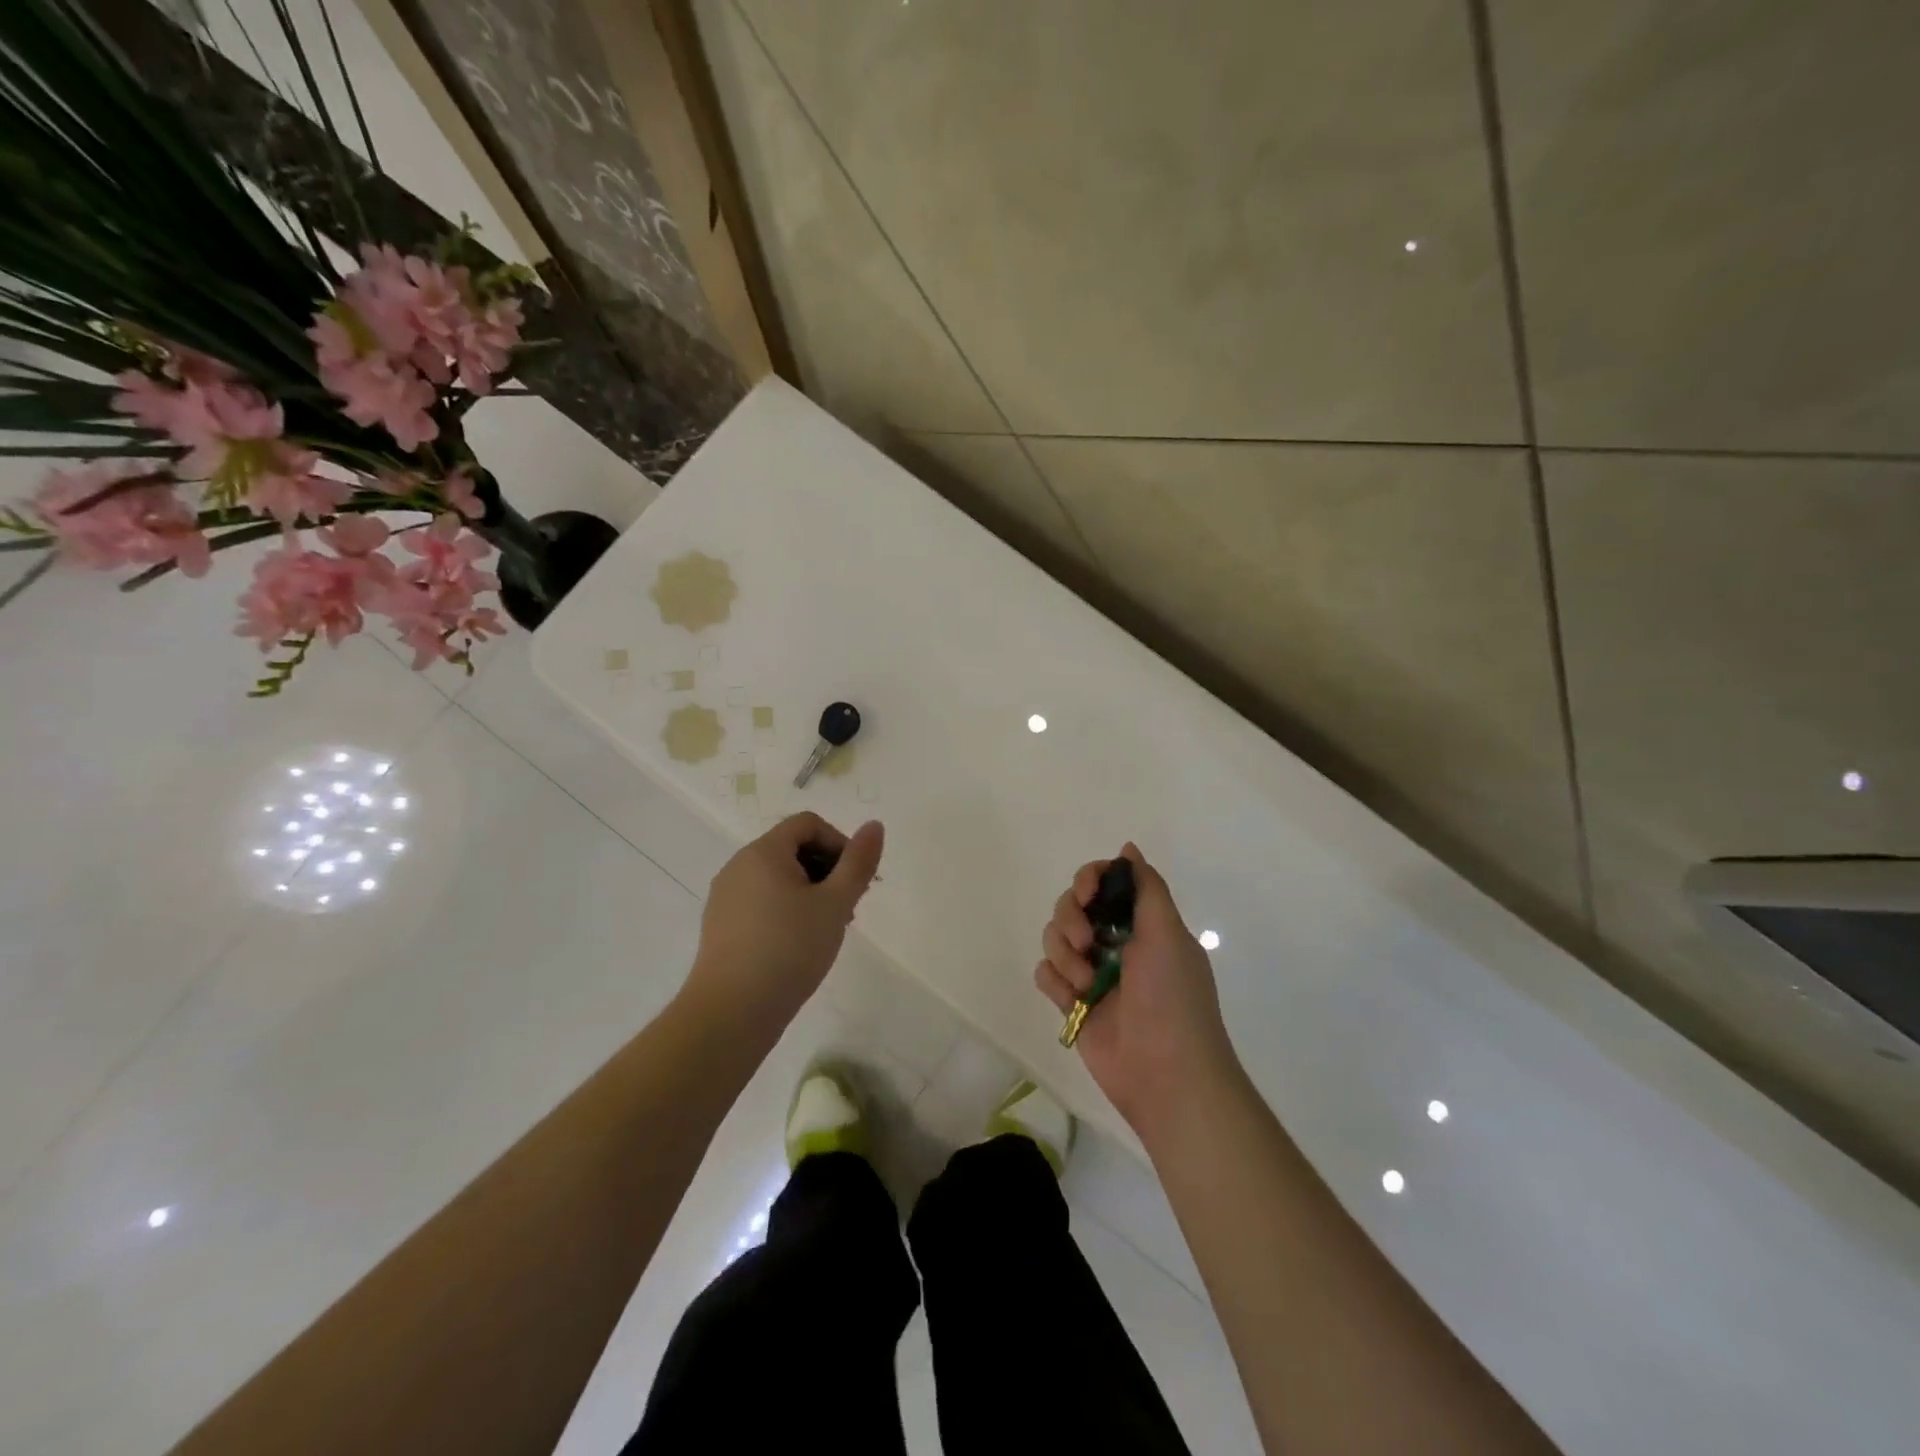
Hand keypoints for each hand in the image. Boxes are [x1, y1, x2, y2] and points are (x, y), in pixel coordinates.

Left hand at [687, 812, 884, 1033]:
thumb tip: (874, 825)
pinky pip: (760, 900)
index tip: (855, 880)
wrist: (732, 1012)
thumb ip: (858, 862)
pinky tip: (799, 945)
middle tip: (848, 908)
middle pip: (792, 848)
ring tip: (828, 929)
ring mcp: (725, 896)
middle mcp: (739, 866)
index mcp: (763, 852)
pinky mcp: (721, 925)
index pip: (808, 824)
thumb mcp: (835, 904)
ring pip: (778, 877)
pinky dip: (786, 909)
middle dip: (827, 869)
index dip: (839, 843)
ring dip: (810, 892)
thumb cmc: (789, 950)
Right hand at [1035, 843, 1240, 1147]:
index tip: (1086, 893)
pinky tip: (1074, 1001)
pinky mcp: (1072, 1003)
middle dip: (1072, 919)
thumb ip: (1146, 887)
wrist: (1166, 1074)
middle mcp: (1115, 943)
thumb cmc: (1172, 998)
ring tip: (1088, 984)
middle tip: (1087, 941)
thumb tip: (1128, 849)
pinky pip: (1046, 973)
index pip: (1104, 884)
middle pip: (1071, 906)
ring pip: (1054, 938)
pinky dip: (1056, 982)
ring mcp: (1092, 973)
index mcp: (1141, 924)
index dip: (1089, 880)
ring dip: (1066, 956)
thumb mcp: (1168, 933)